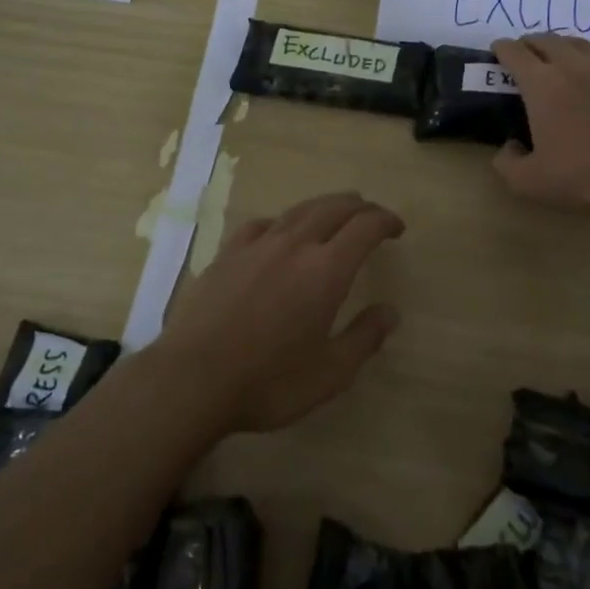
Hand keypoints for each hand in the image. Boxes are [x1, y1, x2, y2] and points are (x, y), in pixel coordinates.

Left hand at [157, 191, 404, 432]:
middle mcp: (294, 246)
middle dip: (359, 206)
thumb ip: (365, 338)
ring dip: (324, 206)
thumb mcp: (331, 373)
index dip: (385, 220)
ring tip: (334, 212)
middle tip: (372, 215)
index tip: (397, 228)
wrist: (193, 380)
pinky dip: (282, 221)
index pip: (365, 227)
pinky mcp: (227, 255)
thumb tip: (390, 312)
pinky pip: (261, 224)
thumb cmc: (269, 382)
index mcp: (326, 270)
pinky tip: (279, 232)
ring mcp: (256, 246)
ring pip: (298, 210)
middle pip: (333, 208)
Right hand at [491, 34, 589, 219]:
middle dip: (528, 44)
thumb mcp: (528, 183)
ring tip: (553, 58)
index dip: (501, 49)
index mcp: (542, 85)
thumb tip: (511, 145)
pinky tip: (588, 70)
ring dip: (557, 46)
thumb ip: (506, 162)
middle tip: (522, 56)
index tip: (496, 53)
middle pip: (544, 39)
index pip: (514, 52)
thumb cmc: (584, 177)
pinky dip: (585, 55)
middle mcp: (571, 66)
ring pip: (574, 42)